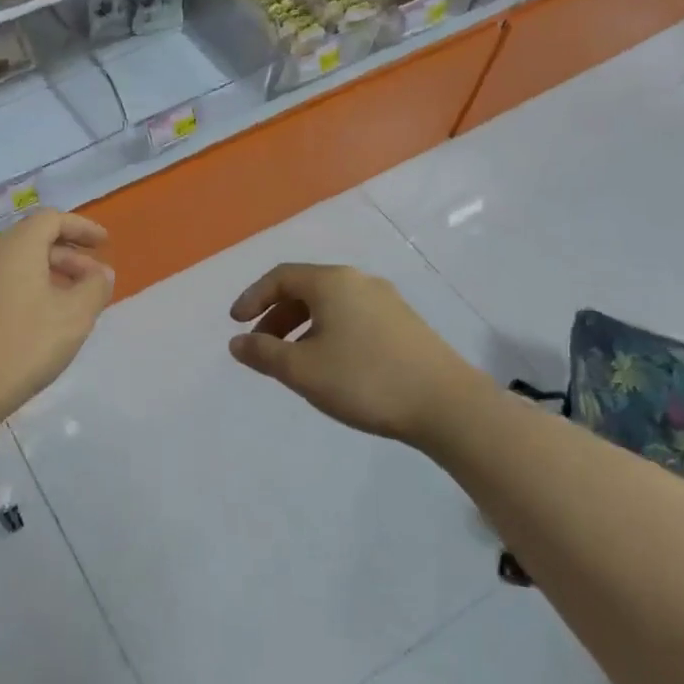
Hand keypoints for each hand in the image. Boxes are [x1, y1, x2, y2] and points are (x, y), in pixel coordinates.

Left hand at [0, 211, 113, 427]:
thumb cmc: (23, 345)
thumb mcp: (74, 317)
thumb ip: (95, 287)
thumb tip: (101, 273)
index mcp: (15, 245)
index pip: (52, 218)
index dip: (82, 228)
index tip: (104, 244)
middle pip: (32, 241)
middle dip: (67, 257)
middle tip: (92, 281)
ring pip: (12, 265)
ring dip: (44, 275)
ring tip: (67, 303)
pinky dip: (20, 291)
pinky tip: (32, 322)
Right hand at [228, 263, 487, 450]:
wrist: (447, 405)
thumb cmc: (364, 379)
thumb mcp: (302, 370)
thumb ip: (263, 353)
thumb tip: (237, 341)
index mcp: (332, 282)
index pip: (280, 277)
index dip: (252, 297)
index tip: (236, 323)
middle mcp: (359, 282)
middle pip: (306, 288)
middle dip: (276, 315)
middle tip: (261, 344)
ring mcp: (387, 301)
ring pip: (331, 305)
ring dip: (302, 326)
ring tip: (292, 360)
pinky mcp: (405, 324)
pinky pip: (352, 317)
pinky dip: (328, 332)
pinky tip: (330, 364)